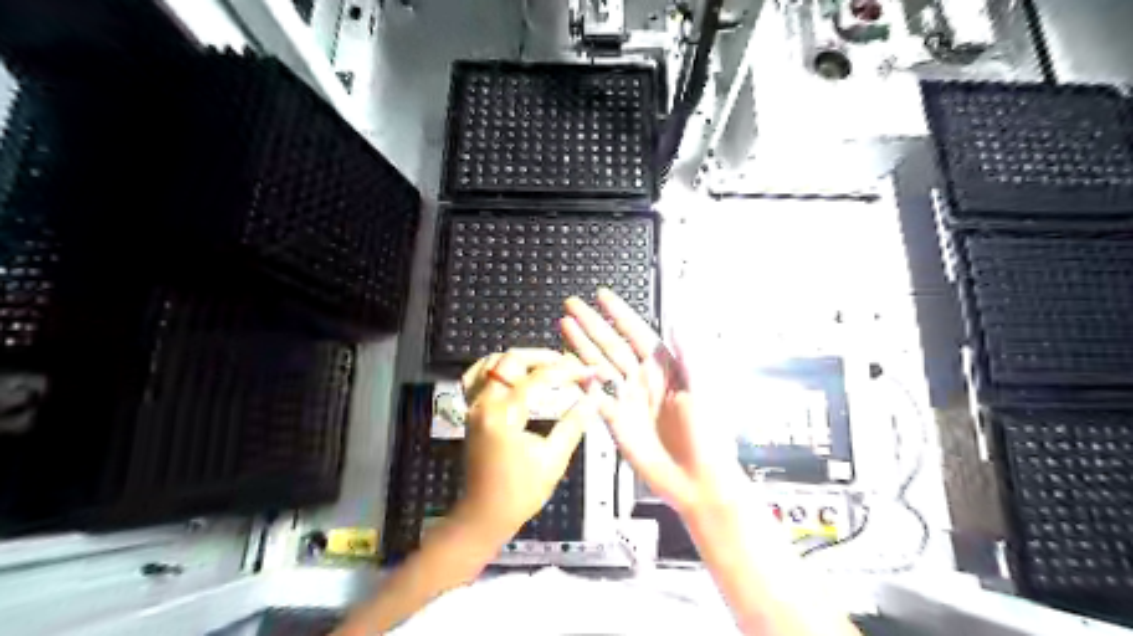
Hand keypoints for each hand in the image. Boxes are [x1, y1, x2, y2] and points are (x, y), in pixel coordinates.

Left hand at [458, 351, 606, 543]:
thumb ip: (573, 423)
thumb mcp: (553, 459)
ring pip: (492, 363)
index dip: (567, 371)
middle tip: (568, 365)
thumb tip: (594, 398)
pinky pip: (477, 376)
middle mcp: (483, 403)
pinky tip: (513, 373)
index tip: (588, 372)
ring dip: (520, 359)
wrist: (484, 514)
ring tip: (545, 367)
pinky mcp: (470, 411)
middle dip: (543, 357)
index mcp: (504, 415)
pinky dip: (496, 368)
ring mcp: (472, 406)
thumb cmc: (520, 492)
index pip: (538, 378)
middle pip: (511, 360)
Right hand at [559, 289, 739, 515]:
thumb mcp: (704, 389)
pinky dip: (582, 382)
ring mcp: (629, 399)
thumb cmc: (710, 436)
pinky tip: (569, 366)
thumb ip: (688, 353)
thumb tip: (678, 319)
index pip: (638, 332)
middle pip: (612, 344)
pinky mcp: (617, 421)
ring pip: (600, 365)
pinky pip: (595, 397)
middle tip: (572, 305)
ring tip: (565, 325)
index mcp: (667, 368)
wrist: (698, 480)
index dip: (620, 313)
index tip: (603, 296)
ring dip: (582, 345)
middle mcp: (644, 379)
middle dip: (592, 323)